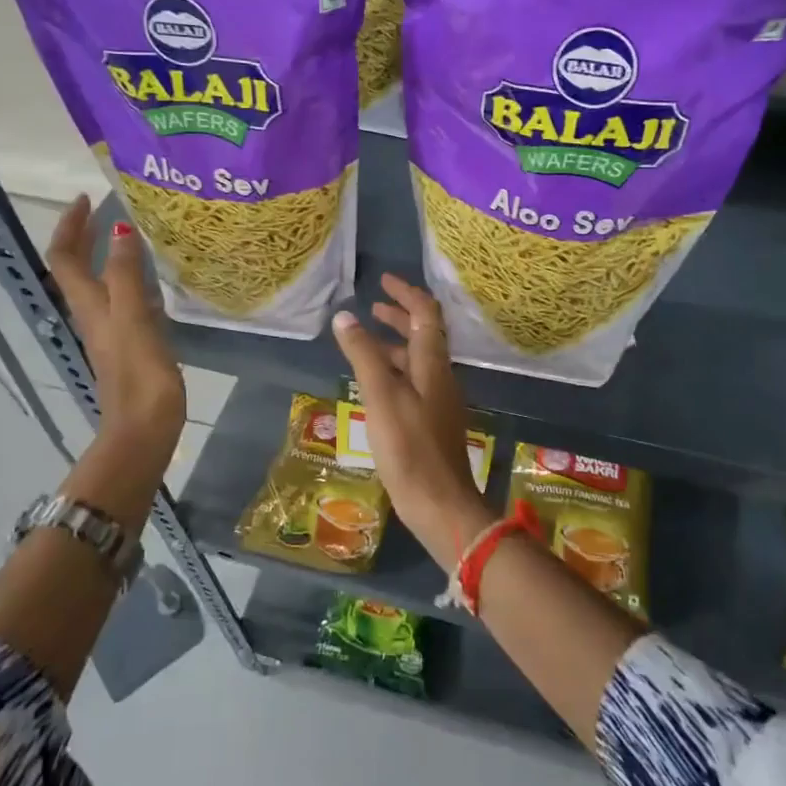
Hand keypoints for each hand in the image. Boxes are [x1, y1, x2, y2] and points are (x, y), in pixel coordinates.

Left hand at [45, 195, 185, 492]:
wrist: (144, 428)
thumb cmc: (139, 374)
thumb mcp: (132, 318)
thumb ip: (125, 275)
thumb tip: (119, 230)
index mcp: (88, 305)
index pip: (65, 257)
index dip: (71, 226)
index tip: (86, 198)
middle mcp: (92, 314)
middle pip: (77, 268)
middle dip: (85, 236)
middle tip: (106, 209)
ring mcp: (110, 331)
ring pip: (98, 283)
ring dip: (106, 256)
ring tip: (131, 235)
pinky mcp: (129, 344)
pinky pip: (122, 300)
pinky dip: (128, 280)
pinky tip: (151, 280)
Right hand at [332, 275, 491, 570]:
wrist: (440, 505)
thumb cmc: (410, 448)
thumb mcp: (382, 397)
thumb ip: (364, 356)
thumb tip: (345, 316)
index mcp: (433, 364)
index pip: (426, 314)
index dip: (407, 294)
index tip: (385, 281)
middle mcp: (440, 376)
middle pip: (423, 335)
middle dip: (400, 316)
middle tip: (374, 305)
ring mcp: (438, 400)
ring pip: (417, 360)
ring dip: (394, 343)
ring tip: (366, 339)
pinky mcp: (431, 422)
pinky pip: (412, 382)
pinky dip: (393, 370)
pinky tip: (374, 383)